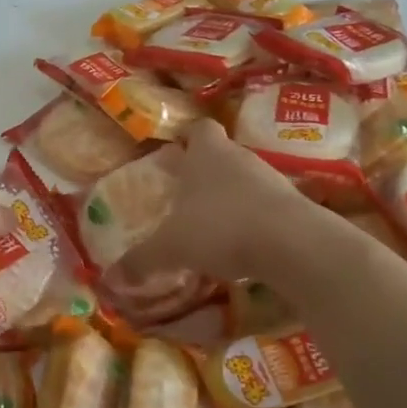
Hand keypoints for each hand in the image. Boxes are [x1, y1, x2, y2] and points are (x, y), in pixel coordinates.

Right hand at [119, 121, 317, 284]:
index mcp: (208, 153)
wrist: (294, 245)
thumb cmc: (221, 227)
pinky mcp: (295, 207)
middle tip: (185, 198)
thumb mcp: (171, 247)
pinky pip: (267, 207)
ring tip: (213, 228)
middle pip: (222, 155)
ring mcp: (272, 180)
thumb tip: (111, 278)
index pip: (199, 129)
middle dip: (205, 174)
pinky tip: (243, 248)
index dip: (188, 138)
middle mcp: (240, 158)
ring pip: (245, 181)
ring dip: (231, 199)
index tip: (176, 153)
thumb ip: (141, 260)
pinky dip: (254, 222)